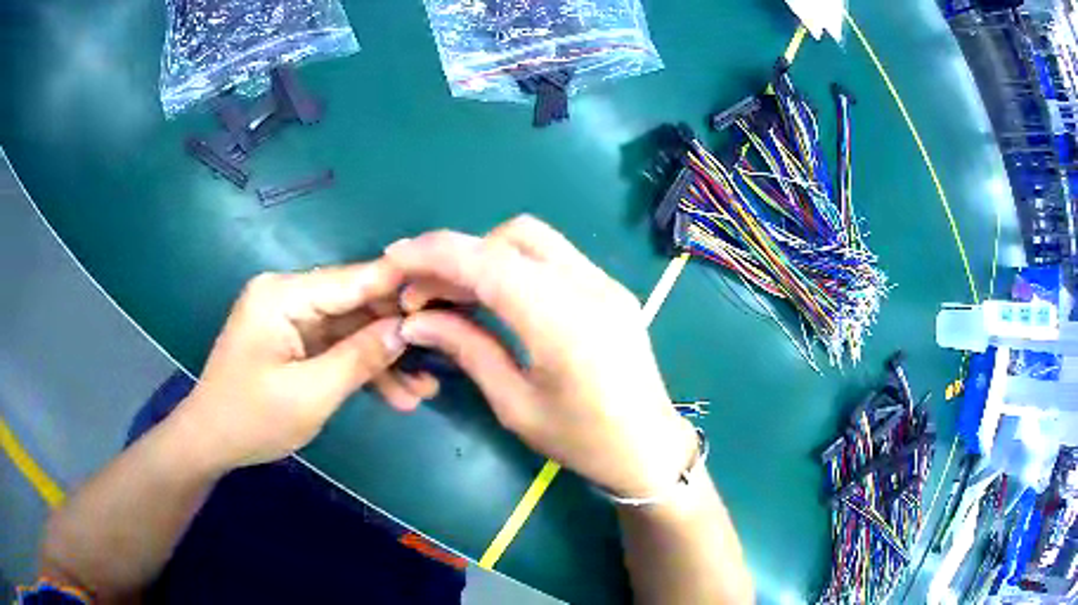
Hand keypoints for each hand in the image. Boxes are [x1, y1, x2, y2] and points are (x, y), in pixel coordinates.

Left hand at [175, 262, 438, 471]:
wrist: (211, 442)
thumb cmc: (251, 418)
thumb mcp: (310, 394)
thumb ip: (359, 358)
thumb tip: (407, 328)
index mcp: (283, 294)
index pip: (352, 280)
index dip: (400, 286)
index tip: (447, 293)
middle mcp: (288, 296)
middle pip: (355, 305)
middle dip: (395, 335)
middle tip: (441, 355)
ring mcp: (291, 319)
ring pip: (350, 330)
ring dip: (383, 359)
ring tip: (424, 390)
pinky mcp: (294, 341)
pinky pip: (336, 347)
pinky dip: (362, 369)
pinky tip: (395, 395)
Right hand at [385, 216, 696, 497]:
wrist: (651, 449)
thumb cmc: (583, 442)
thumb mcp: (516, 406)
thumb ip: (468, 349)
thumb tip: (416, 319)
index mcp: (564, 322)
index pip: (488, 262)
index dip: (434, 253)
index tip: (394, 259)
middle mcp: (590, 287)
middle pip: (512, 235)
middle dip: (461, 253)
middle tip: (426, 291)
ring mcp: (606, 283)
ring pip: (534, 240)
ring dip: (487, 255)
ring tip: (456, 294)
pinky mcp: (612, 288)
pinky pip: (554, 257)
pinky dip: (515, 264)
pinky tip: (496, 296)